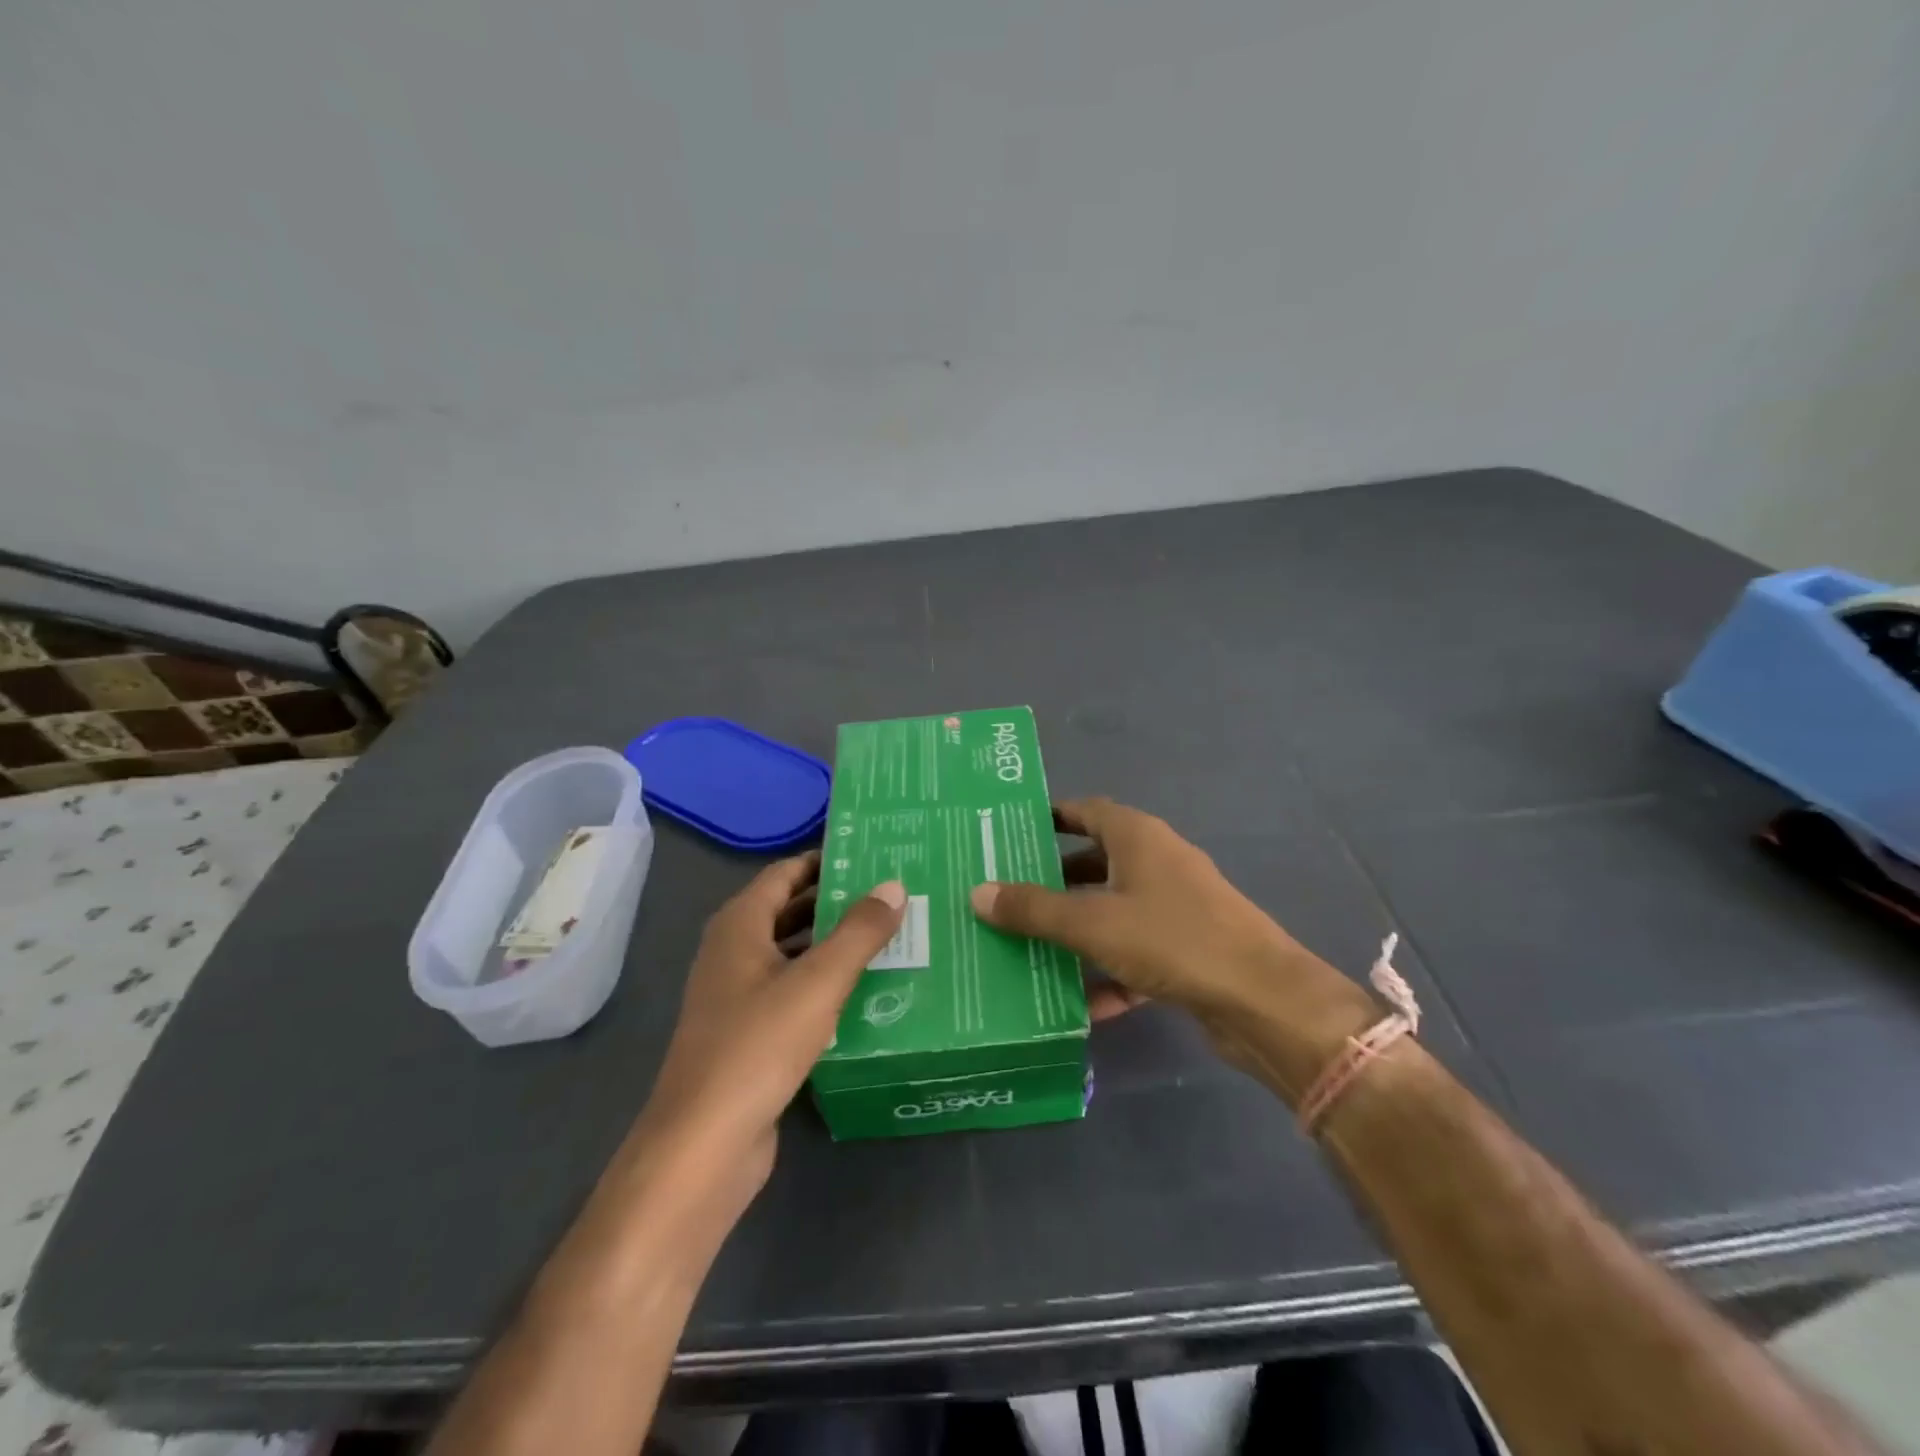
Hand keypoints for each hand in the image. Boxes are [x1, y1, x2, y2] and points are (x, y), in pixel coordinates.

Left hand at [627, 854, 905, 1224]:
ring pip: (793, 953)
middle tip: (892, 894)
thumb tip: (894, 885)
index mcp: (739, 926)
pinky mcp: (749, 1035)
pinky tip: (864, 991)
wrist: (703, 1147)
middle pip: (790, 910)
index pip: (786, 873)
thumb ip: (859, 932)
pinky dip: (824, 982)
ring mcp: (738, 996)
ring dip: (834, 943)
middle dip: (837, 901)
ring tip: (890, 936)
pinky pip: (792, 991)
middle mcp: (733, 952)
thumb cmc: (757, 1047)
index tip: (873, 855)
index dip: (825, 860)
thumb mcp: (818, 982)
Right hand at [971, 798, 1376, 1101]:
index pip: (1085, 811)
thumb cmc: (1173, 940)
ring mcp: (1176, 906)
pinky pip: (1135, 951)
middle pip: (1095, 862)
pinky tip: (1081, 1003)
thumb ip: (1034, 909)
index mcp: (1137, 837)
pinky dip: (1109, 970)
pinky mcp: (1188, 949)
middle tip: (1008, 895)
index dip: (1050, 817)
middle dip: (1054, 880)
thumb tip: (978, 892)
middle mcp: (1158, 862)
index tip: (1012, 833)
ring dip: (1077, 929)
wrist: (1263, 1000)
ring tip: (1029, 948)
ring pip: (1113, 910)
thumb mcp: (1092, 923)